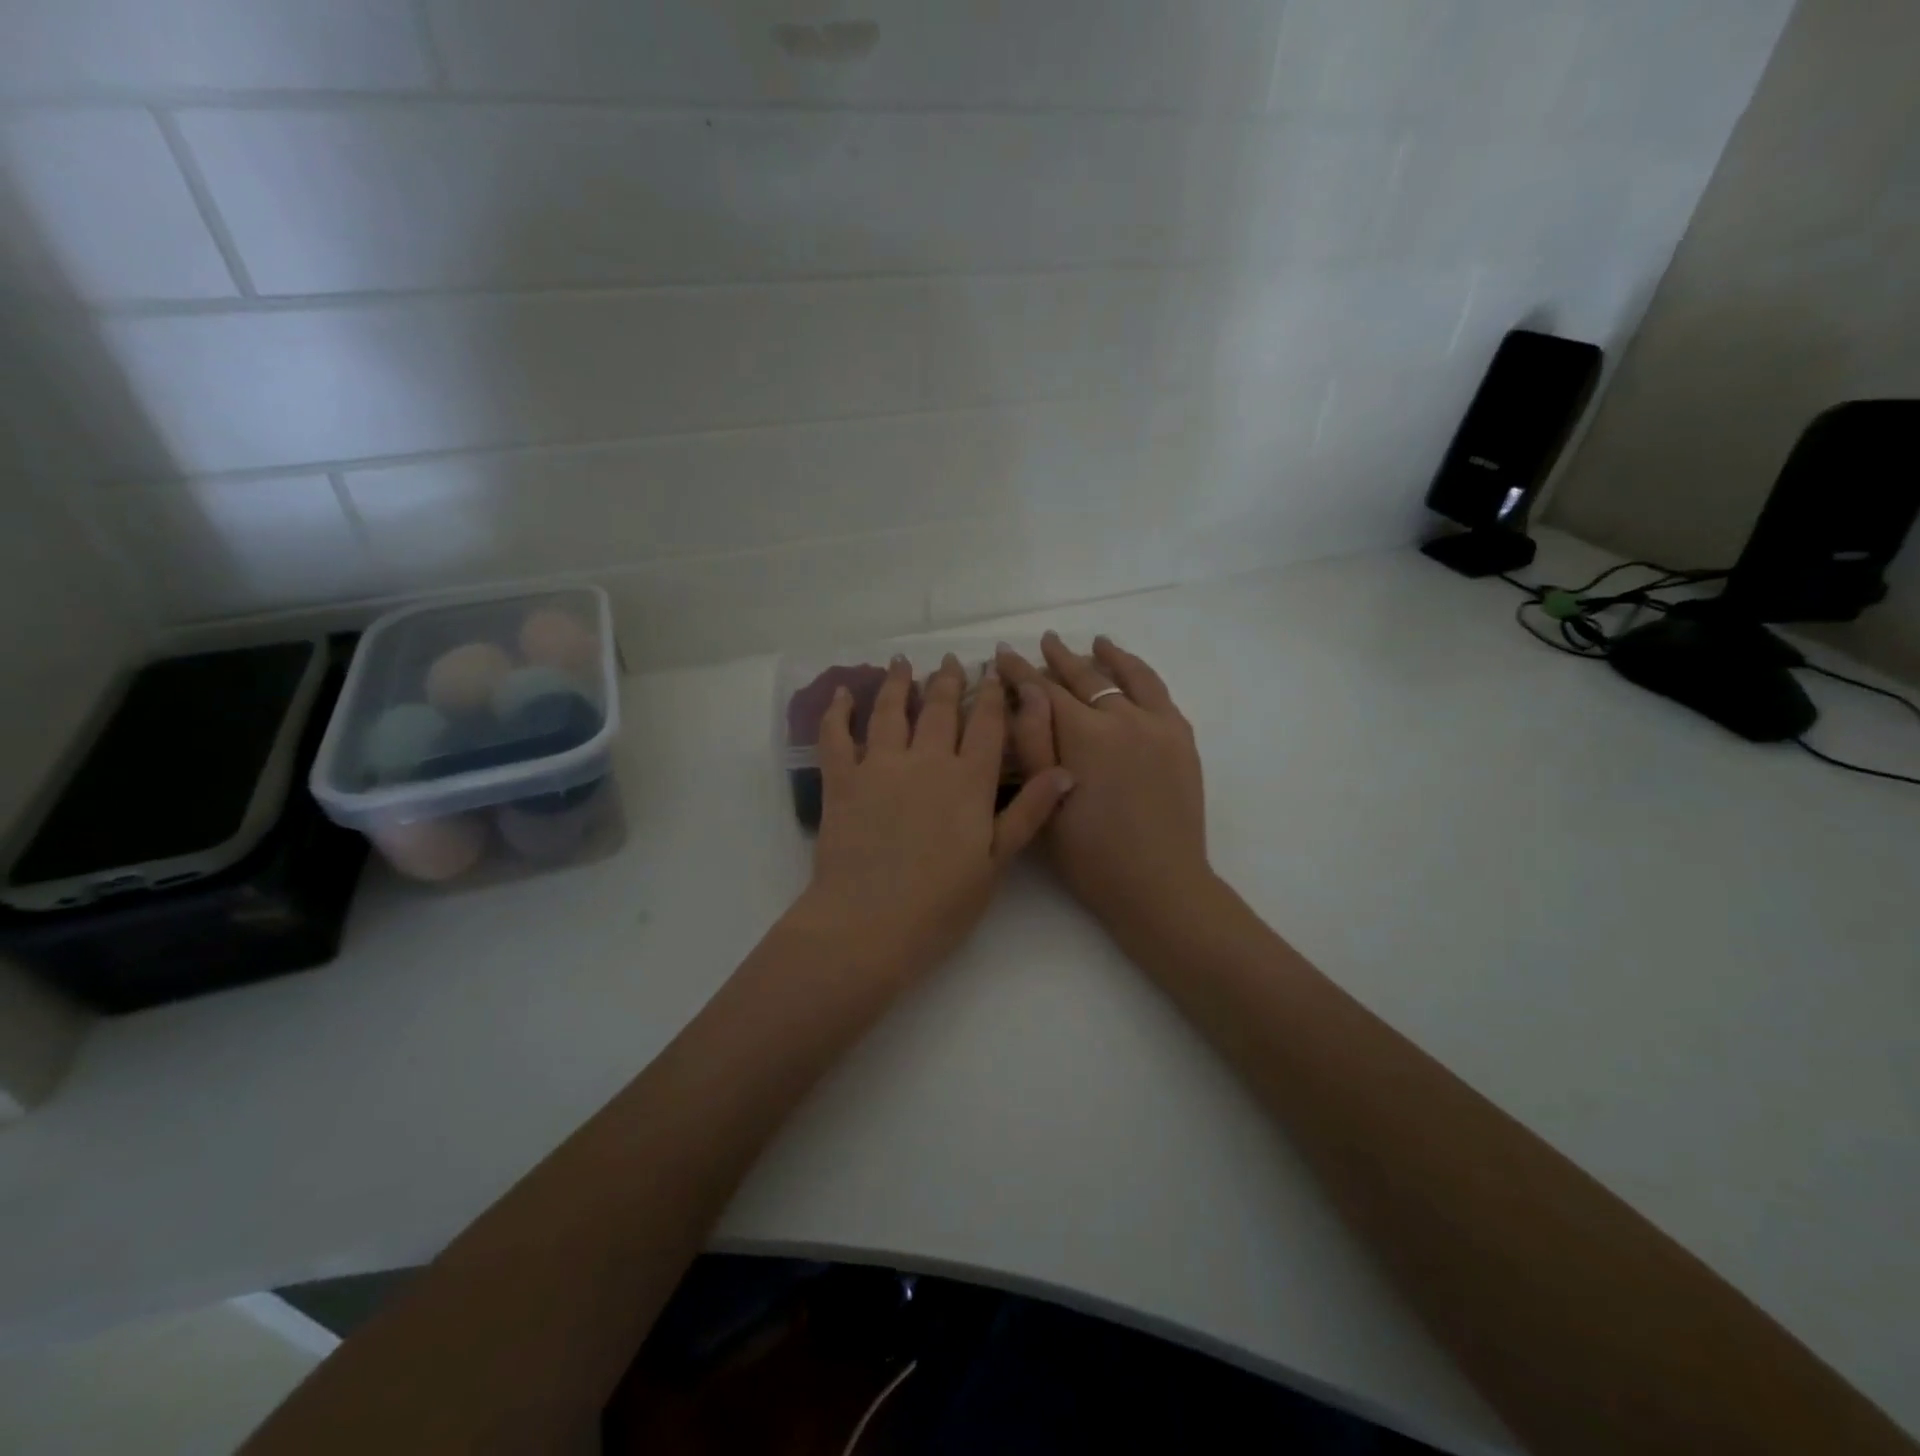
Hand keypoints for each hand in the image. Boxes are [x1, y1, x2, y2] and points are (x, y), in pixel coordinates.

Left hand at [791, 653, 1072, 980]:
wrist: (869, 925)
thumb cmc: (941, 905)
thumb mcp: (996, 864)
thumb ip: (1029, 813)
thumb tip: (1065, 771)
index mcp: (969, 782)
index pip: (987, 726)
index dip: (993, 696)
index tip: (995, 671)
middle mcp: (927, 761)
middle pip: (939, 709)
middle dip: (948, 681)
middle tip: (952, 660)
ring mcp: (880, 767)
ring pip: (890, 711)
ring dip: (897, 683)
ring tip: (902, 662)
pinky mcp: (842, 781)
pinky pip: (837, 737)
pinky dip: (837, 712)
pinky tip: (841, 694)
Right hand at [996, 633, 1212, 940]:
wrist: (1159, 883)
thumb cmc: (1090, 855)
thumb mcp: (1044, 804)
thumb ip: (1032, 742)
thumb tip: (1025, 691)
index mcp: (1083, 735)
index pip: (1043, 690)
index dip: (1019, 671)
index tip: (1001, 654)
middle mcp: (1122, 718)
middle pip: (1084, 678)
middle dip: (1058, 658)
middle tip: (1041, 642)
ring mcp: (1157, 725)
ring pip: (1127, 677)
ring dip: (1106, 657)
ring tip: (1094, 642)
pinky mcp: (1181, 738)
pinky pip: (1159, 692)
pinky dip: (1141, 674)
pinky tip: (1132, 670)